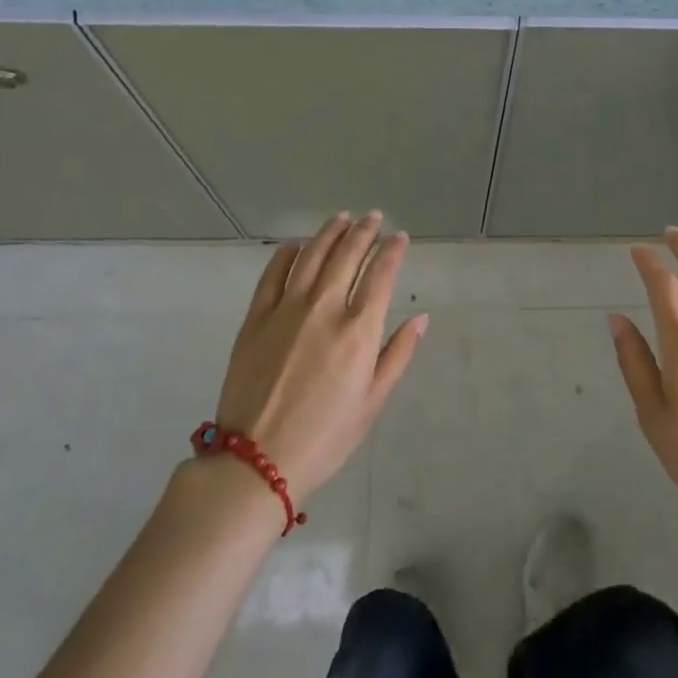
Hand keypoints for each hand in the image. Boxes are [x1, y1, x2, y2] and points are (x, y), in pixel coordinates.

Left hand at [212, 211, 427, 497]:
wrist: (256, 461)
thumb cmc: (325, 436)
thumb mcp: (373, 401)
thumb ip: (398, 354)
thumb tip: (421, 317)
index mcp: (358, 330)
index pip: (381, 274)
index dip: (393, 250)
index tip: (400, 237)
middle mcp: (325, 308)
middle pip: (348, 255)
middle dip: (365, 231)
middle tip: (373, 217)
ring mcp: (287, 308)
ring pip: (312, 255)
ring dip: (330, 233)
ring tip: (342, 218)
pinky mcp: (256, 317)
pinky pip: (273, 273)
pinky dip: (287, 253)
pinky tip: (296, 245)